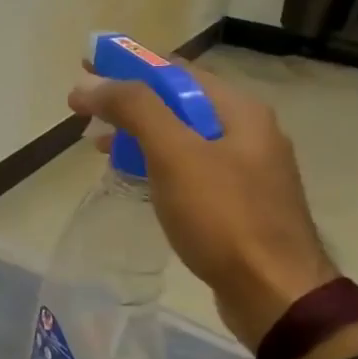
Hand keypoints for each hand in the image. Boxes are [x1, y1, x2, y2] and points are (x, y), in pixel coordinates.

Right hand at [68, 65, 335, 348]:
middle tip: (84, 111)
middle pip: (176, 101)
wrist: (274, 293)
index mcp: (238, 111)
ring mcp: (243, 169)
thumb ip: (135, 109)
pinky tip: (133, 177)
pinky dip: (154, 162)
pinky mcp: (234, 202)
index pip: (174, 70)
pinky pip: (185, 167)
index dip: (127, 65)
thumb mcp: (175, 154)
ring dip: (137, 132)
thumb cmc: (223, 217)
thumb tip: (90, 82)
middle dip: (127, 100)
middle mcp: (246, 132)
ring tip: (98, 145)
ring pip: (179, 135)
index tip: (85, 67)